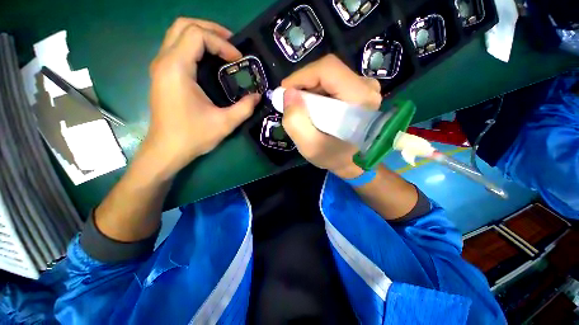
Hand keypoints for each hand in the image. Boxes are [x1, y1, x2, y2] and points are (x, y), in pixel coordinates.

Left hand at [145, 18, 259, 175]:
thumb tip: (258, 96)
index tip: (238, 60)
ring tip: (223, 49)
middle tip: (232, 44)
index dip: (222, 43)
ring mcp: (160, 67)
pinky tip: (210, 61)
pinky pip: (177, 48)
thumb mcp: (224, 123)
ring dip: (202, 36)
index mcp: (176, 69)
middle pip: (184, 25)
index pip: (197, 35)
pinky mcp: (162, 75)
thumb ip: (245, 108)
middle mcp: (164, 61)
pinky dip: (195, 47)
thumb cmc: (193, 136)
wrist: (166, 150)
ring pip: (178, 34)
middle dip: (211, 30)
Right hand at [281, 55, 381, 177]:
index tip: (285, 92)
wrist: (353, 163)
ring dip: (310, 90)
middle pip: (327, 71)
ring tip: (302, 110)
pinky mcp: (360, 92)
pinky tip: (313, 109)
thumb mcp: (310, 146)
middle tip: (291, 104)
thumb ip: (296, 122)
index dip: (302, 76)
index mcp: (359, 99)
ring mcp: (365, 88)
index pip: (327, 69)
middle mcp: (366, 87)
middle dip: (304, 85)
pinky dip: (317, 93)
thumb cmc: (334, 157)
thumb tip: (288, 94)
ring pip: (329, 76)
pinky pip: (333, 83)